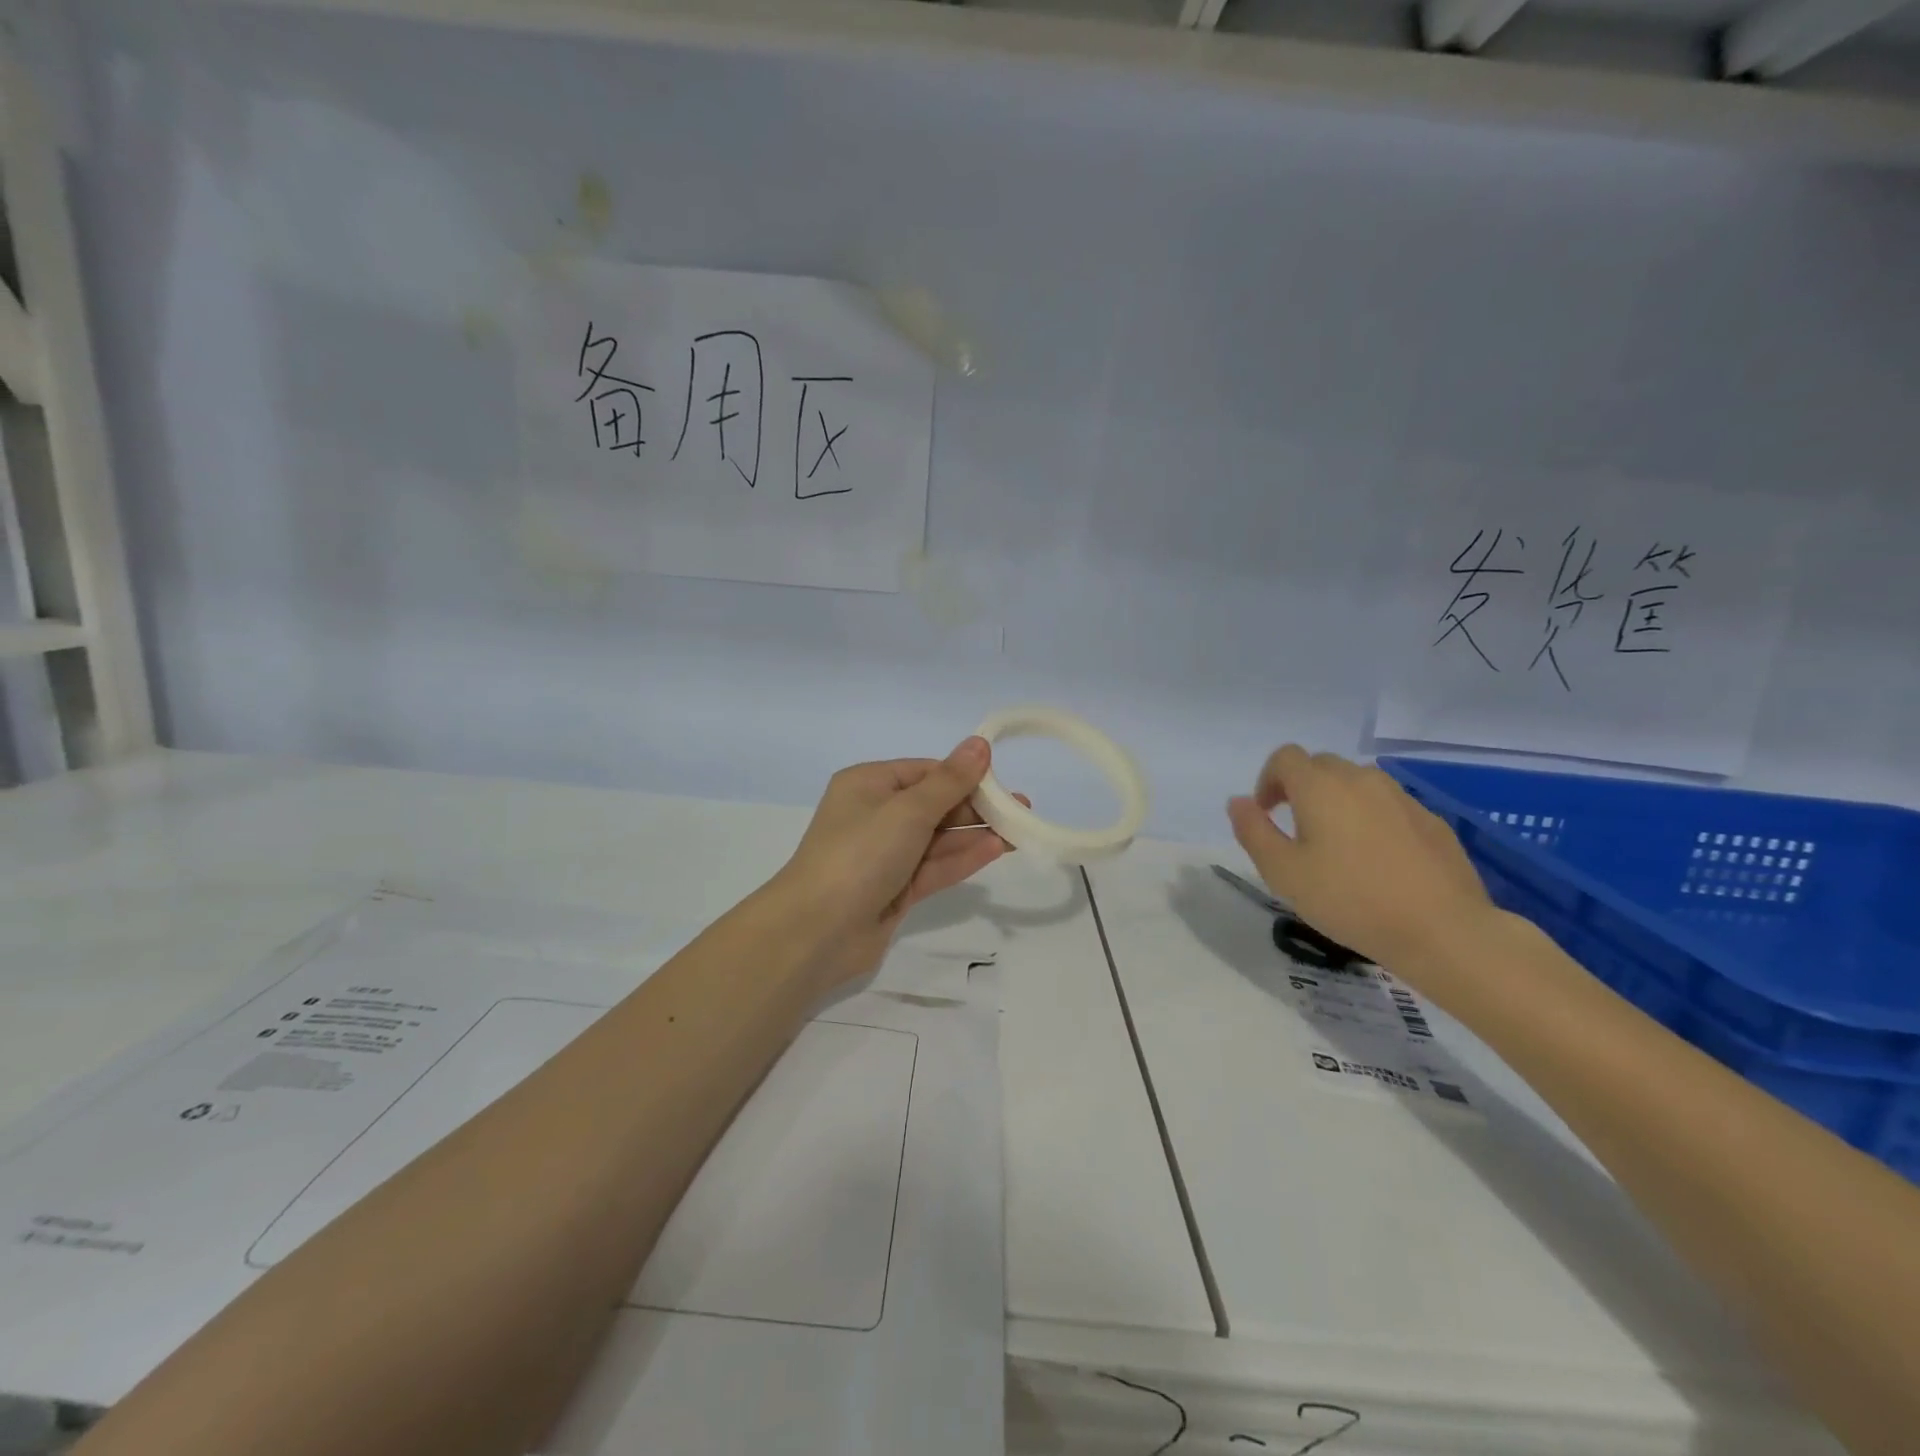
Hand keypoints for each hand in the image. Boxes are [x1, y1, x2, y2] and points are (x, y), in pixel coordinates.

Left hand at [773, 737, 1019, 985]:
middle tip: (1021, 809)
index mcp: (868, 785)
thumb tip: (979, 744)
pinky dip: (962, 859)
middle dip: (975, 806)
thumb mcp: (908, 810)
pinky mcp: (894, 889)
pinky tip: (995, 850)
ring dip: (975, 833)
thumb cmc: (860, 854)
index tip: (1001, 782)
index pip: (925, 772)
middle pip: (934, 804)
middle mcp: (875, 815)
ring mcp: (885, 855)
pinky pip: (933, 867)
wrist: (817, 931)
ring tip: (1018, 830)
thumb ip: (950, 781)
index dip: (963, 775)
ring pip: (937, 838)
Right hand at [1226, 746, 1494, 976]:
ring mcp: (1401, 797)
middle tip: (1296, 831)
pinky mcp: (1431, 820)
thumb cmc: (1350, 899)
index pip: (1284, 758)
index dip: (1267, 780)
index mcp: (1320, 787)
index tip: (1266, 814)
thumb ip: (1253, 831)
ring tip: (1336, 845)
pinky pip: (1388, 806)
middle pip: (1321, 765)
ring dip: (1337, 801)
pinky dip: (1371, 819)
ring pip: (1357, 783)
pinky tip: (1376, 860)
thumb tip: (1238, 802)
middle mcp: (1360, 779)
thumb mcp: (1283, 872)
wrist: (1442, 930)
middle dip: (1300, 788)